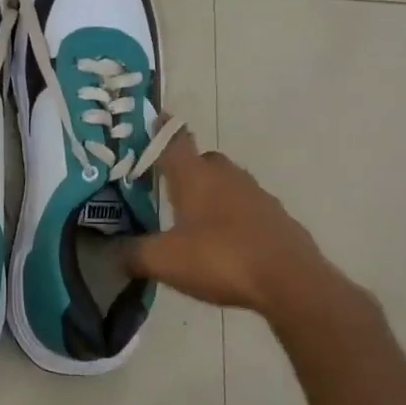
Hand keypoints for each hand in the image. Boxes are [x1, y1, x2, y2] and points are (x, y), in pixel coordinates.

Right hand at [126, 131, 364, 326]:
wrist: (292, 283)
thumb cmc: (221, 259)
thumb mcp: (164, 261)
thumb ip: (134, 254)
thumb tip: (112, 253)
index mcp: (195, 176)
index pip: (174, 140)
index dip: (162, 130)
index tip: (154, 121)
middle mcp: (227, 176)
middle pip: (203, 160)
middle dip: (187, 169)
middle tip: (169, 188)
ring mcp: (258, 195)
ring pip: (229, 184)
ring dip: (213, 195)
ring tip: (197, 221)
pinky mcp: (279, 219)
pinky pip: (249, 209)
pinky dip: (236, 219)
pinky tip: (229, 244)